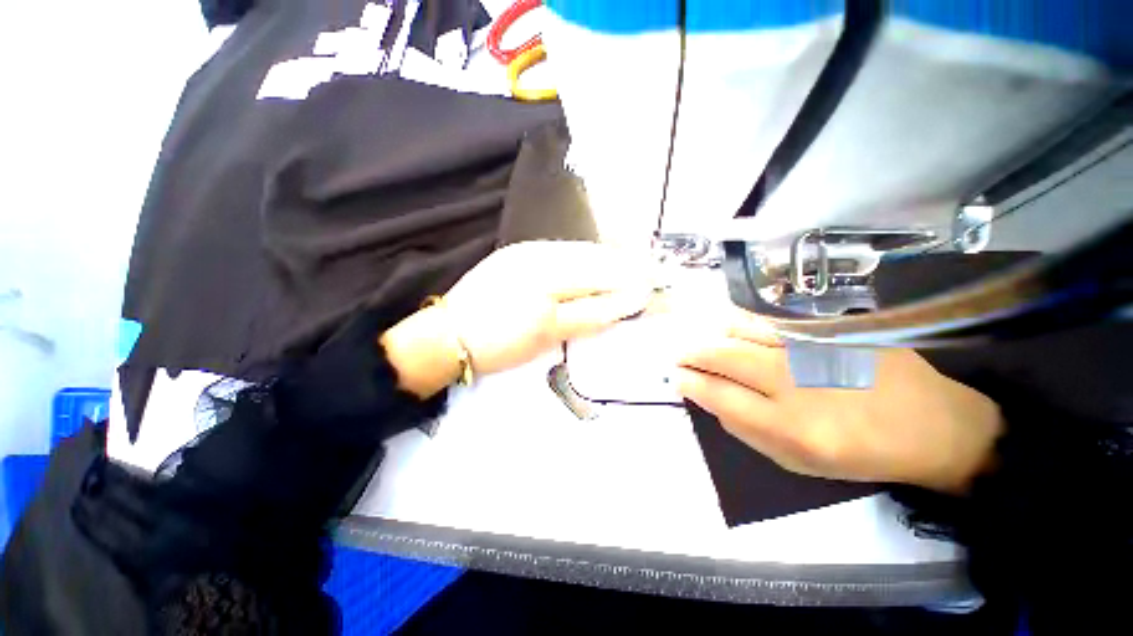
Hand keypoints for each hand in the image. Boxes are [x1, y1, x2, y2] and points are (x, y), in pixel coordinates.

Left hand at [382, 241, 655, 396]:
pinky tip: (597, 260)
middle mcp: (540, 254)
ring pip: (579, 250)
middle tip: (655, 270)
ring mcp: (528, 251)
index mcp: (548, 275)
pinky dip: (585, 256)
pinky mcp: (518, 254)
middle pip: (594, 256)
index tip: (657, 284)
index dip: (631, 280)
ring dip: (609, 256)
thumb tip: (627, 303)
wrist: (447, 335)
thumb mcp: (546, 334)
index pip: (601, 274)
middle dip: (627, 263)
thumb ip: (588, 314)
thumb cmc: (498, 341)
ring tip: (634, 263)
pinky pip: (561, 251)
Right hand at [675, 313, 1002, 493]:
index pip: (719, 395)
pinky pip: (770, 321)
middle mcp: (796, 383)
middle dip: (692, 354)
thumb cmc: (858, 453)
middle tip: (680, 356)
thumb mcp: (797, 462)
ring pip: (742, 330)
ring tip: (704, 342)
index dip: (690, 382)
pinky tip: (732, 327)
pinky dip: (742, 323)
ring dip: (714, 335)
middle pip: (723, 356)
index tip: (677, 377)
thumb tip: (709, 398)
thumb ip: (746, 431)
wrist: (931, 425)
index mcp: (789, 427)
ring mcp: (813, 348)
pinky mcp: (831, 329)